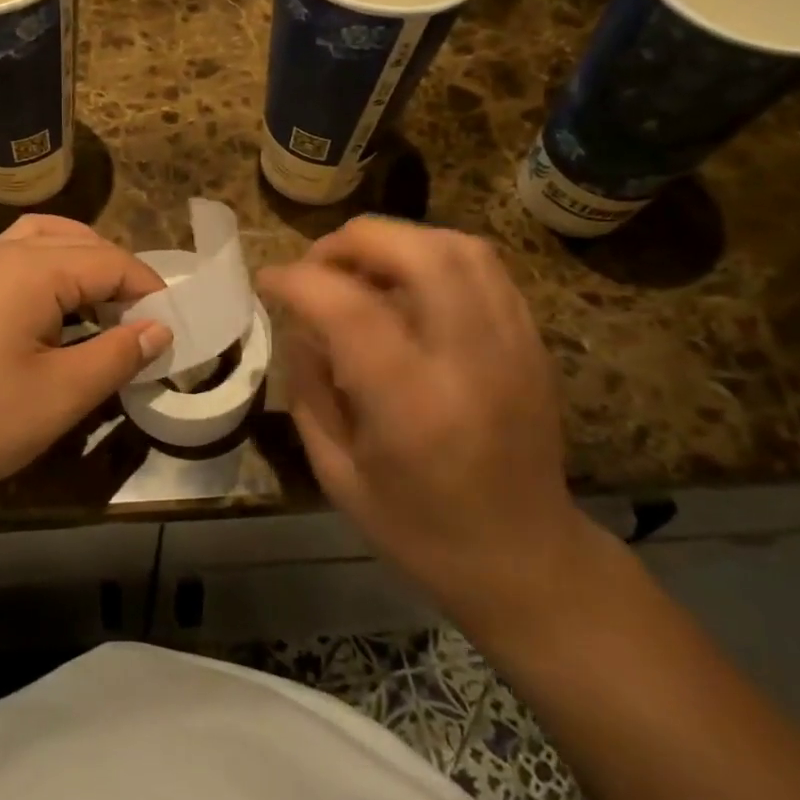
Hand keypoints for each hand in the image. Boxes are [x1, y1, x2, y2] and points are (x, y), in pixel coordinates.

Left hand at [0, 216, 170, 508]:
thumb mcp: (60, 396)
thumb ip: (117, 356)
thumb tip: (159, 329)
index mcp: (33, 268)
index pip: (112, 263)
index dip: (149, 291)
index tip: (172, 327)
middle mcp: (0, 251)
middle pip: (78, 242)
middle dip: (116, 276)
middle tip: (139, 323)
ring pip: (38, 240)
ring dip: (76, 262)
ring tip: (98, 305)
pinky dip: (31, 264)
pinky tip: (29, 296)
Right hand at [257, 217, 592, 626]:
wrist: (526, 560)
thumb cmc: (420, 529)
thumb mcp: (338, 474)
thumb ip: (309, 391)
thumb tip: (300, 326)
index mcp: (412, 404)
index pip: (346, 307)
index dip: (296, 280)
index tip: (267, 281)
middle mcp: (468, 359)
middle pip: (414, 253)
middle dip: (350, 242)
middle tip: (316, 265)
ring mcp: (511, 344)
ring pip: (457, 247)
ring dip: (396, 240)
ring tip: (360, 267)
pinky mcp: (531, 340)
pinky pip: (484, 266)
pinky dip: (434, 255)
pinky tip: (407, 283)